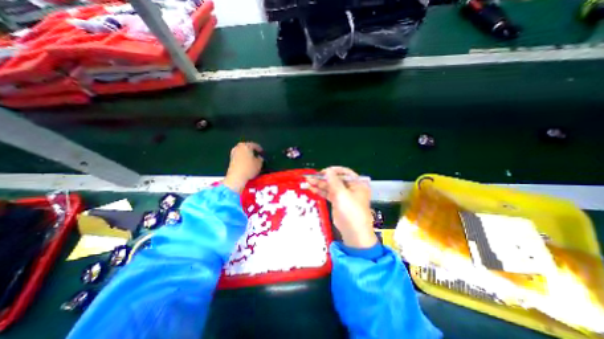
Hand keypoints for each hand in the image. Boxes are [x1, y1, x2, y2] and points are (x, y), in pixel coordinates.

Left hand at [224, 141, 264, 193]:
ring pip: (242, 151)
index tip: (262, 152)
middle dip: (252, 150)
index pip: (254, 145)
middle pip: (247, 147)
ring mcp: (233, 153)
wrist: (236, 177)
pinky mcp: (231, 159)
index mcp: (246, 146)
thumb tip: (259, 157)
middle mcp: (238, 147)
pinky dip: (243, 158)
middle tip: (257, 154)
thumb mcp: (259, 164)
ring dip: (247, 154)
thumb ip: (260, 159)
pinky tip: (247, 162)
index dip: (259, 149)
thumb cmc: (249, 168)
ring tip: (252, 159)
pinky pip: (239, 156)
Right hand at [308, 167, 375, 248]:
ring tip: (308, 181)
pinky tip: (312, 188)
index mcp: (357, 183)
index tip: (323, 171)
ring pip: (330, 187)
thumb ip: (334, 181)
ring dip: (320, 184)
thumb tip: (328, 170)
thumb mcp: (342, 194)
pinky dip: (320, 191)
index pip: (345, 172)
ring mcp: (343, 195)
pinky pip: (328, 194)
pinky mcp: (337, 202)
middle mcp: (351, 188)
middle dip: (323, 178)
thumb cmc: (351, 211)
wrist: (353, 232)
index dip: (333, 171)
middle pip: (336, 179)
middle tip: (312, 176)